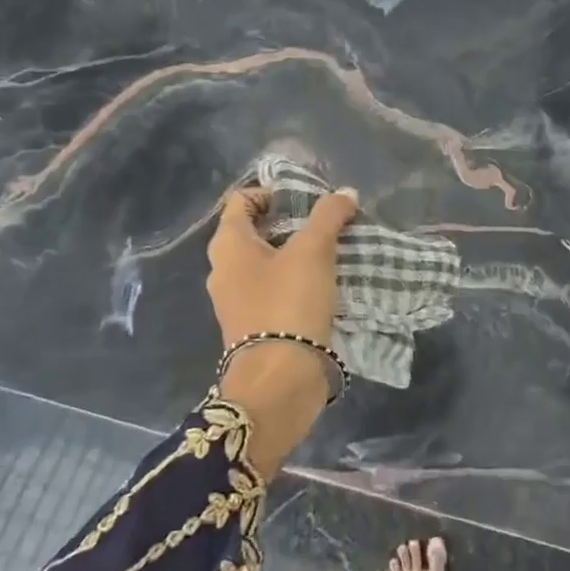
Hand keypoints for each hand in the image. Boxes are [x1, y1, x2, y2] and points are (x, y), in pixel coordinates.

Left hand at [206, 185, 357, 474]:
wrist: (280, 378)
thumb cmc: (289, 303)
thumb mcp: (314, 251)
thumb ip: (329, 216)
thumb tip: (346, 193)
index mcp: (228, 245)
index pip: (240, 202)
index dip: (271, 193)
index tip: (305, 199)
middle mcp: (223, 270)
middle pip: (253, 233)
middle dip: (288, 225)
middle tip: (325, 224)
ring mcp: (235, 302)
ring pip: (264, 265)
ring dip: (293, 255)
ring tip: (330, 254)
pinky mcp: (253, 327)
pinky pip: (271, 292)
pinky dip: (293, 283)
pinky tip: (323, 287)